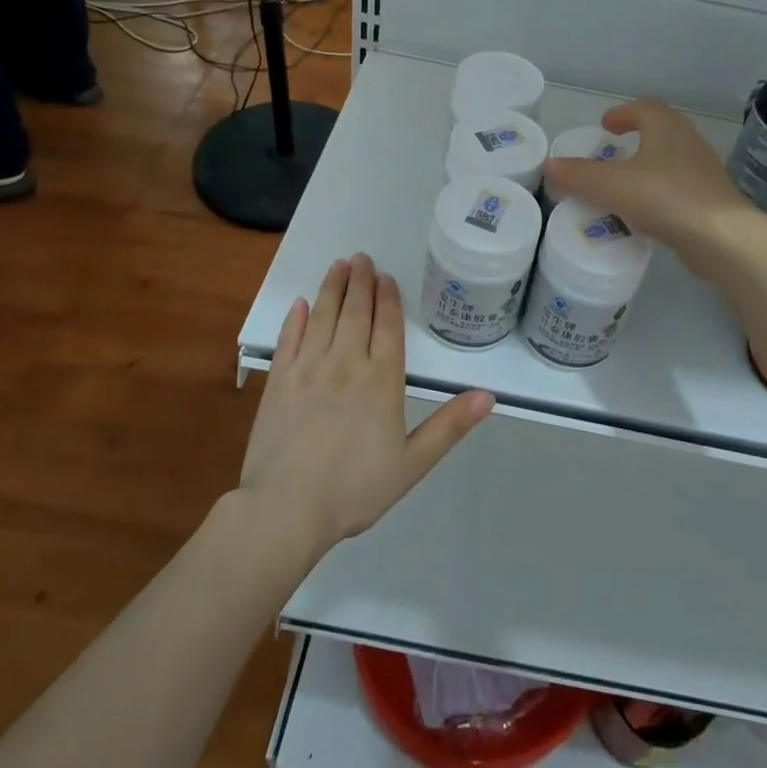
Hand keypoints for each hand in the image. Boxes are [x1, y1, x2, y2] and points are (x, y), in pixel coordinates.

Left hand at [239, 254, 494, 557]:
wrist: (287, 509)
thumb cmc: (355, 489)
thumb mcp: (412, 463)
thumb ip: (449, 426)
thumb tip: (488, 395)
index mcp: (381, 380)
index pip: (387, 326)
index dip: (387, 299)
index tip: (385, 277)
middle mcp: (346, 363)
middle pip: (355, 312)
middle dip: (360, 282)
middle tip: (361, 258)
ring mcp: (308, 368)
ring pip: (323, 317)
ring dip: (332, 288)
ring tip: (338, 266)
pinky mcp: (278, 380)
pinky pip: (288, 339)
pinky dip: (296, 318)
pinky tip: (301, 304)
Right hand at [542, 99, 766, 277]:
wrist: (721, 238)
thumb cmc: (664, 197)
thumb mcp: (611, 186)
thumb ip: (578, 175)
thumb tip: (550, 164)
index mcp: (666, 127)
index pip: (644, 108)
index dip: (622, 114)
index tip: (605, 125)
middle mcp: (689, 141)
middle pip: (660, 131)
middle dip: (636, 138)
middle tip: (611, 151)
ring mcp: (704, 171)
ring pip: (670, 160)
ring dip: (648, 165)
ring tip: (624, 183)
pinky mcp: (710, 200)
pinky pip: (678, 187)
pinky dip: (658, 191)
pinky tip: (645, 211)